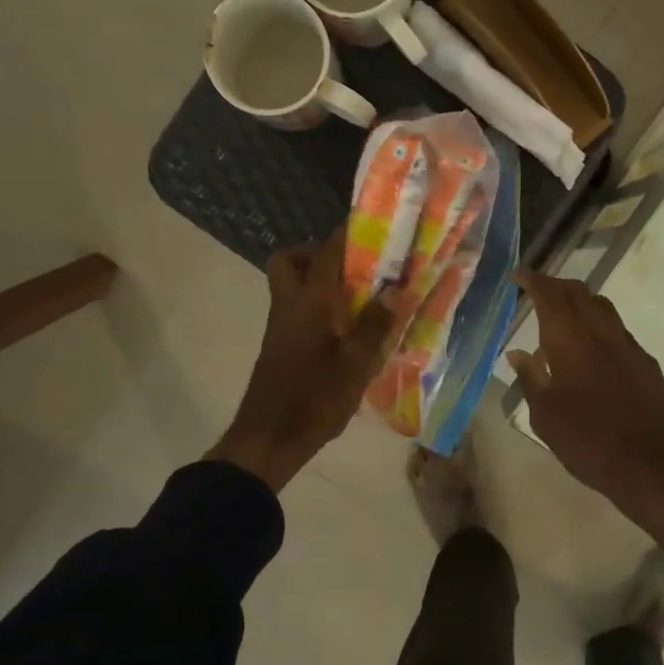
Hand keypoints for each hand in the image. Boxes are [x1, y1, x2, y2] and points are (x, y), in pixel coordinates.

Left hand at [206, 230, 399, 491]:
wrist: (269, 439)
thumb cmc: (314, 399)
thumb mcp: (356, 365)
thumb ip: (375, 325)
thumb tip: (394, 290)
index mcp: (309, 302)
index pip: (327, 252)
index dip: (347, 233)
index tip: (373, 225)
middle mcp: (289, 305)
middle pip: (290, 260)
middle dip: (318, 253)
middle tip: (354, 268)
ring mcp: (281, 326)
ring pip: (291, 284)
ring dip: (319, 280)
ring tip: (359, 298)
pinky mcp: (280, 345)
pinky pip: (298, 309)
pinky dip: (318, 305)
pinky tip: (347, 328)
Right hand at [506, 273, 663, 554]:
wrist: (652, 466)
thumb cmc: (588, 442)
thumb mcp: (545, 417)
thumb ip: (531, 378)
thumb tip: (518, 353)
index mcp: (571, 342)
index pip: (550, 296)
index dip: (533, 280)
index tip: (518, 275)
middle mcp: (602, 334)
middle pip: (579, 293)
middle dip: (556, 285)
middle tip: (537, 290)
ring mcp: (629, 346)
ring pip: (602, 307)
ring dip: (580, 301)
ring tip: (562, 315)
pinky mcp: (647, 363)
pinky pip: (618, 330)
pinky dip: (598, 324)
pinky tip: (591, 348)